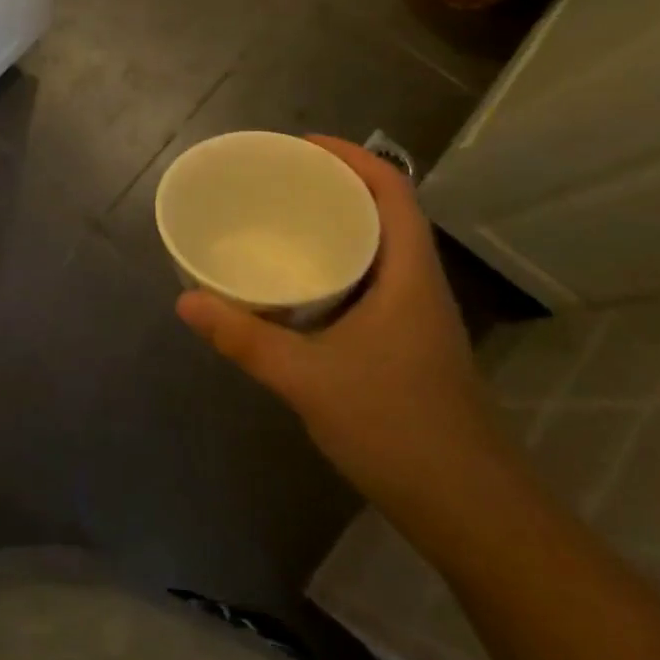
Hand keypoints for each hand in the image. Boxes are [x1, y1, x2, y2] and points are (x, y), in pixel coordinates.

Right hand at [176, 136, 509, 513]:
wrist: (475, 515)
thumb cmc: (399, 431)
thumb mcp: (308, 379)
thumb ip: (244, 338)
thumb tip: (184, 300)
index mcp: (408, 276)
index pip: (393, 191)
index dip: (352, 156)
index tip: (302, 144)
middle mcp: (419, 286)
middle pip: (385, 211)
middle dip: (337, 184)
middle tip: (279, 177)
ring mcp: (418, 318)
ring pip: (379, 248)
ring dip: (339, 223)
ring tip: (283, 217)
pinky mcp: (409, 345)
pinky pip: (372, 280)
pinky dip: (338, 263)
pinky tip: (301, 284)